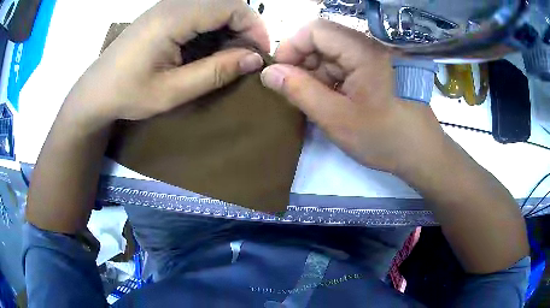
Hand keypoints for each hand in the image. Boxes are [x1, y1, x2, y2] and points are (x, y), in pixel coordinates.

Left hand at [66, 0, 269, 126]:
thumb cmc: (127, 94)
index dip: (254, 26)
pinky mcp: (163, 13)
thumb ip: (215, 72)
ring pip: (214, 4)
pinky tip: (208, 47)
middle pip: (225, 1)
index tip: (259, 53)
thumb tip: (254, 59)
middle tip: (245, 55)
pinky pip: (199, 10)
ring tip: (228, 54)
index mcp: (174, 18)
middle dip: (244, 25)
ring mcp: (166, 6)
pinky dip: (213, 26)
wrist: (95, 91)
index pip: (231, 6)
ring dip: (229, 26)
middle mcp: (173, 4)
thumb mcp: (172, 91)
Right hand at [260, 20, 444, 174]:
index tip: (280, 74)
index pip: (315, 29)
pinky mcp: (379, 70)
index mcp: (364, 51)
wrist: (422, 154)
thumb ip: (299, 91)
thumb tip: (268, 73)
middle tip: (295, 92)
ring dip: (317, 73)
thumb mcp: (336, 119)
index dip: (291, 47)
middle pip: (325, 40)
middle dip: (303, 62)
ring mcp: (376, 58)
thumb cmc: (385, 138)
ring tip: (314, 101)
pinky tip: (332, 101)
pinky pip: (347, 65)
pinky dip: (332, 79)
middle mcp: (370, 47)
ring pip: (334, 54)